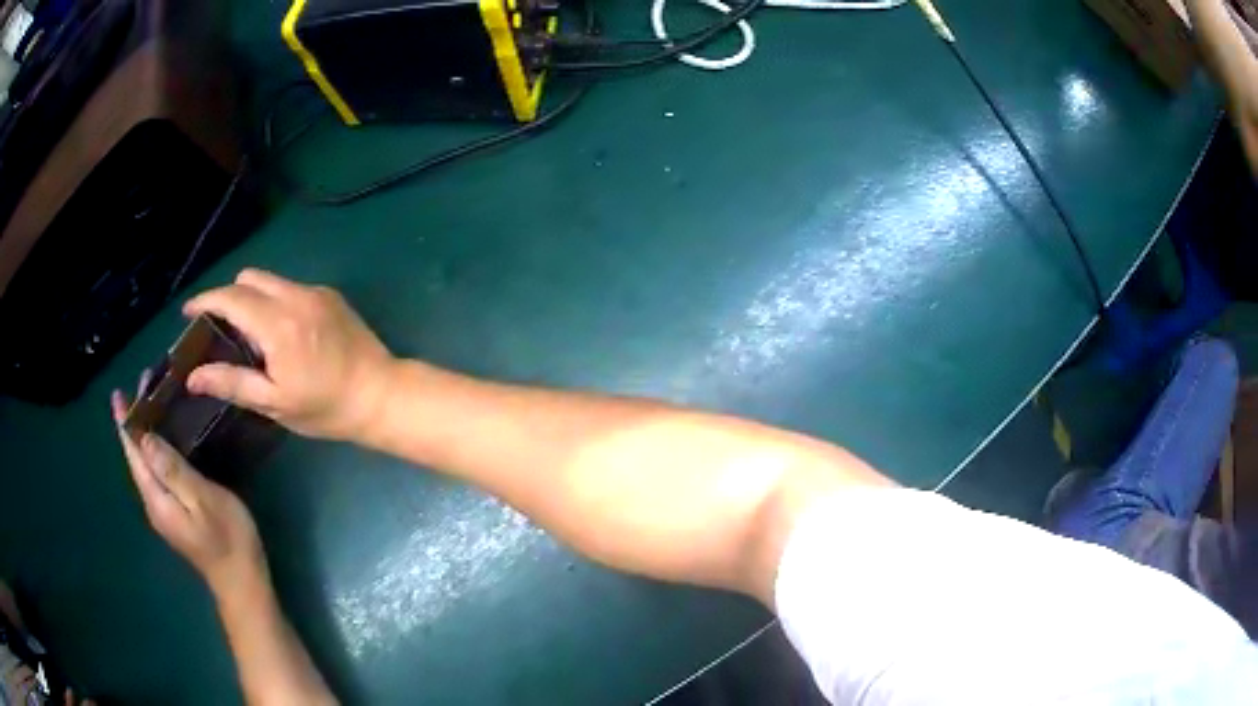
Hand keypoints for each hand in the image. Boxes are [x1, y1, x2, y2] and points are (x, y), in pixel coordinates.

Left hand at [111, 391, 265, 594]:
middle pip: (137, 458)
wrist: (242, 583)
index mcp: (156, 498)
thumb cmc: (228, 539)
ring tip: (151, 404)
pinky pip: (157, 474)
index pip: (134, 454)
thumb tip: (145, 439)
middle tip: (143, 385)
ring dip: (144, 434)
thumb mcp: (204, 501)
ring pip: (146, 465)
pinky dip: (156, 450)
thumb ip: (173, 471)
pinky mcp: (174, 514)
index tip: (117, 394)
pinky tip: (165, 441)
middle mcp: (153, 503)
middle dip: (135, 422)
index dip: (124, 423)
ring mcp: (164, 511)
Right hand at [183, 268, 395, 441]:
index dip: (205, 300)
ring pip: (270, 280)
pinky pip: (290, 287)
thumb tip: (193, 376)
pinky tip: (278, 332)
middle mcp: (295, 296)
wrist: (382, 395)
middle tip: (217, 328)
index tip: (188, 312)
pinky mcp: (330, 295)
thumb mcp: (274, 402)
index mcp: (278, 323)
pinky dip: (274, 300)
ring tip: (247, 333)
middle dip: (226, 297)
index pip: (231, 297)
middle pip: (248, 278)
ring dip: (251, 297)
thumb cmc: (326, 407)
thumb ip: (231, 383)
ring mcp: (316, 291)